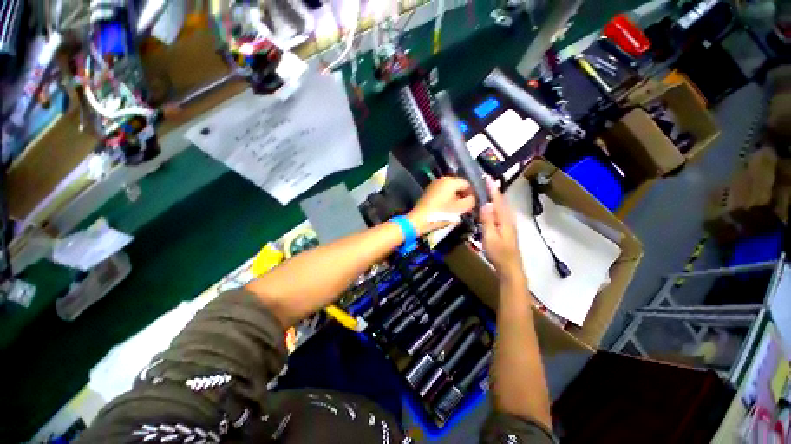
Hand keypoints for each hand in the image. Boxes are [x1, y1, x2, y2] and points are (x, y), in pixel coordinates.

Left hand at [408, 177, 475, 235]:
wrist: (419, 219)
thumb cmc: (440, 213)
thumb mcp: (459, 209)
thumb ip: (470, 201)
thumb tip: (472, 198)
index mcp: (450, 181)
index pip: (467, 184)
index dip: (472, 194)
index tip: (472, 205)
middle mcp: (442, 179)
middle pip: (458, 186)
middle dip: (462, 196)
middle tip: (464, 208)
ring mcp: (433, 185)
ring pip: (449, 190)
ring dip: (454, 198)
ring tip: (455, 210)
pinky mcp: (428, 192)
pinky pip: (442, 193)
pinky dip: (446, 199)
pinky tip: (446, 209)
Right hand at [480, 178, 523, 278]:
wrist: (510, 268)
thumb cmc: (498, 253)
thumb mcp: (490, 237)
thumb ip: (488, 220)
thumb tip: (485, 204)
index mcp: (505, 219)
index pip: (498, 200)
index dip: (492, 189)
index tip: (487, 178)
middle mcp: (509, 219)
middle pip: (502, 201)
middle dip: (494, 190)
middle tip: (486, 181)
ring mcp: (509, 224)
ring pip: (503, 206)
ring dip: (496, 197)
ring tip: (488, 190)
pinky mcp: (507, 228)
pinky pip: (502, 212)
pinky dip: (497, 205)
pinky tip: (492, 206)